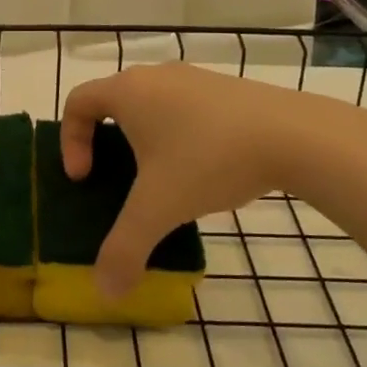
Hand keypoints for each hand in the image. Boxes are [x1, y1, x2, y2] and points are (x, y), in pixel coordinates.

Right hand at [60, 63, 354, 298]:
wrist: (296, 135)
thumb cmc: (209, 160)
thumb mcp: (159, 209)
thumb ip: (125, 249)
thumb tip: (105, 291)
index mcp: (128, 91)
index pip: (78, 102)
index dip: (70, 141)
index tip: (85, 178)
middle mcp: (156, 76)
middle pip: (113, 101)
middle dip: (106, 142)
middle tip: (117, 180)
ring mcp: (196, 78)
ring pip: (152, 105)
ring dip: (145, 139)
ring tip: (163, 179)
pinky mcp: (227, 89)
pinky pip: (185, 108)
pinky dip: (179, 134)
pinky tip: (205, 169)